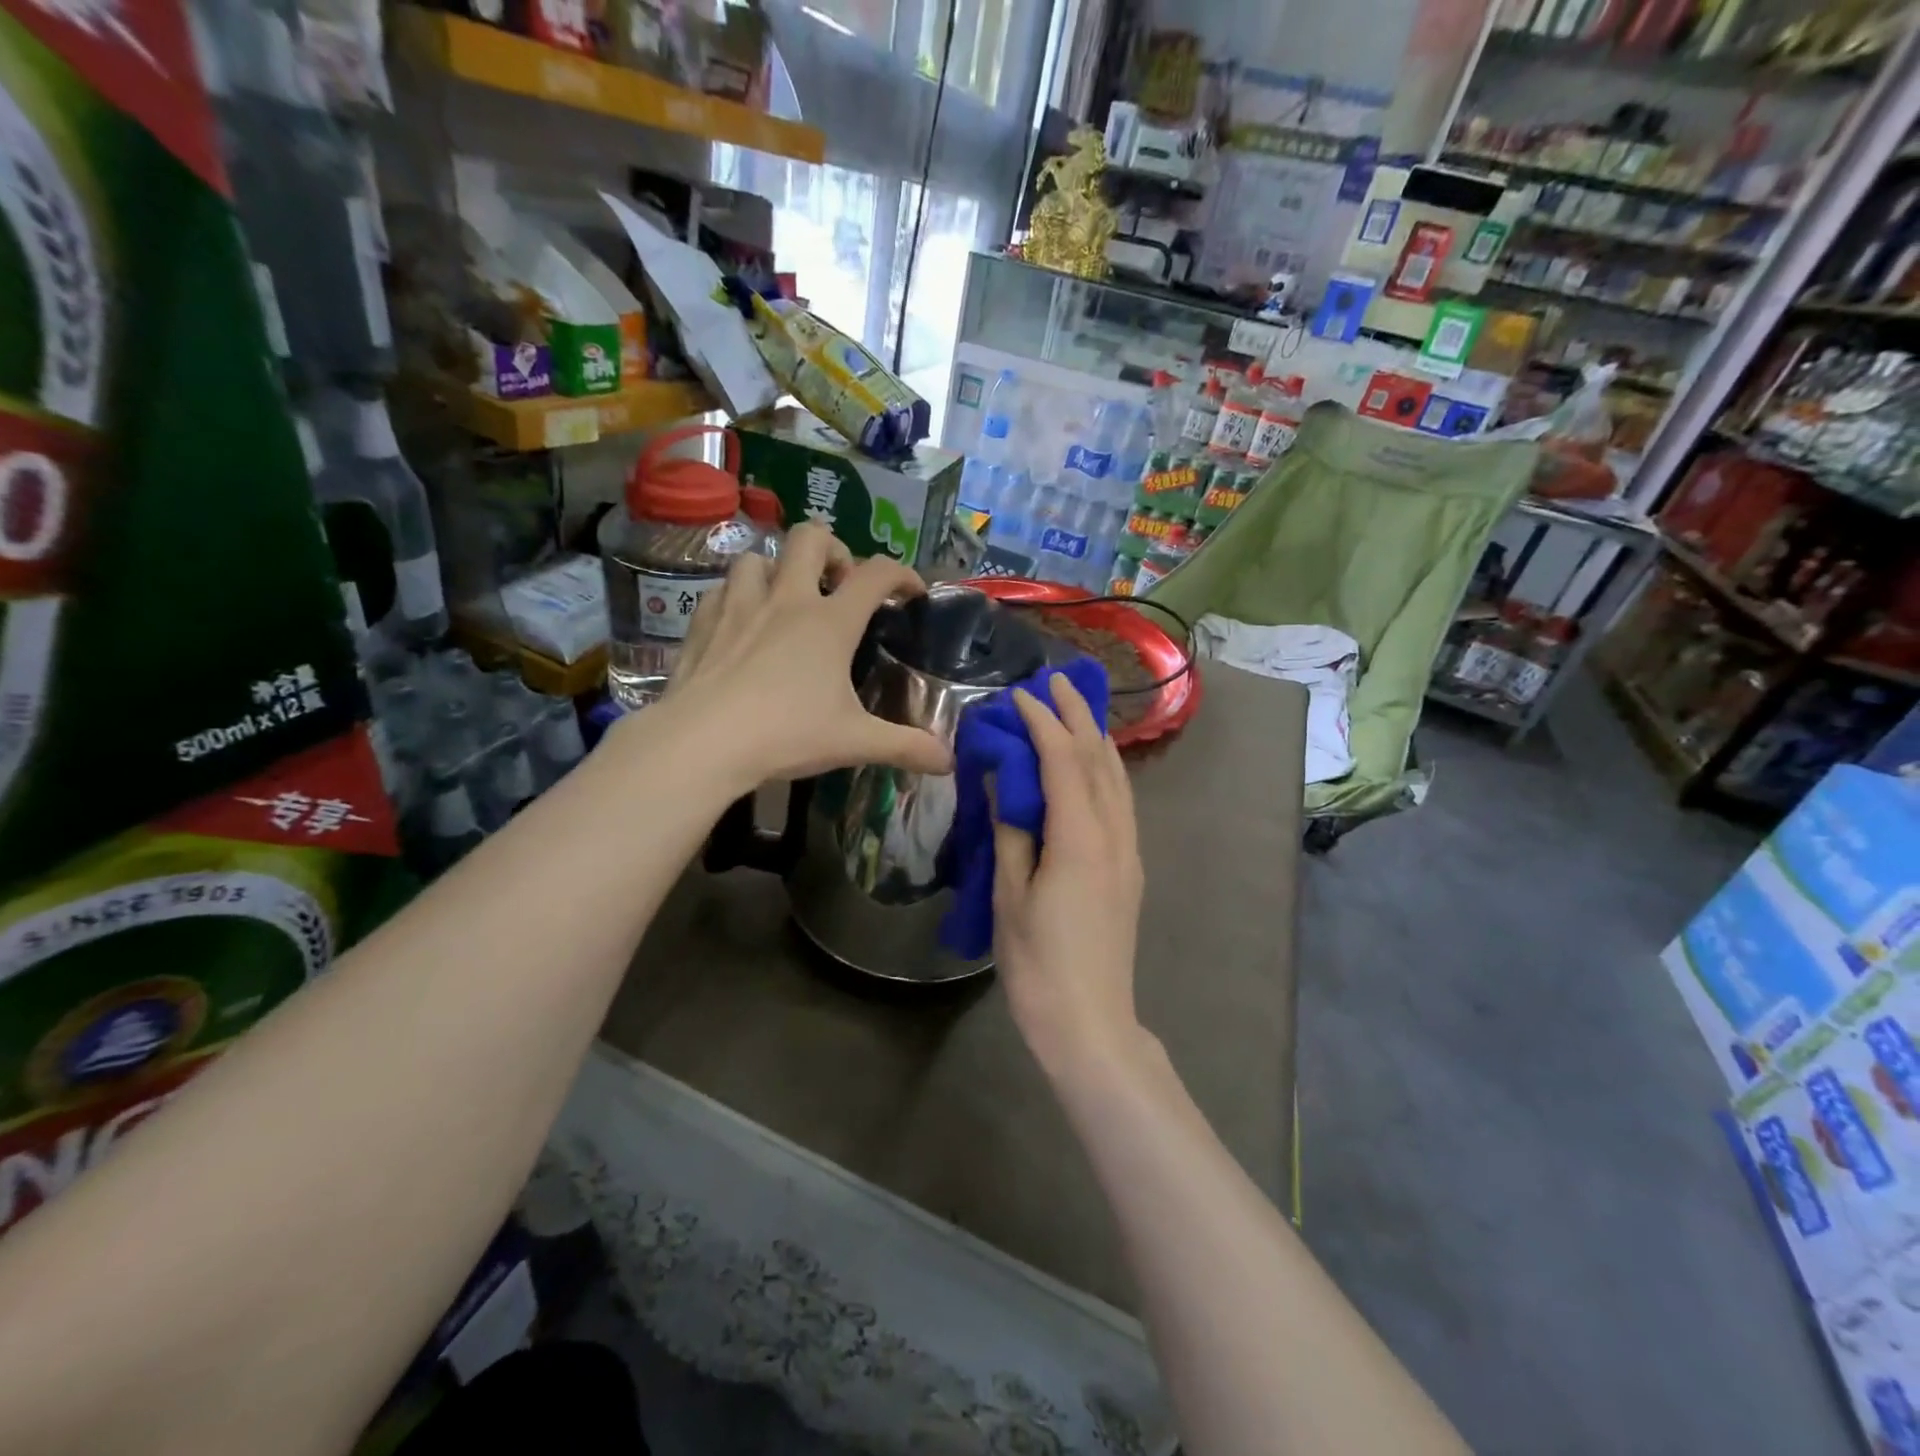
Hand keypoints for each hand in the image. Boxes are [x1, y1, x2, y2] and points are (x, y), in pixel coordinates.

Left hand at [655, 522, 952, 787]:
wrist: (702, 743)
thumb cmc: (786, 734)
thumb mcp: (854, 742)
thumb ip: (905, 747)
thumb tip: (949, 762)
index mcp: (830, 622)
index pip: (877, 573)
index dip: (902, 573)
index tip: (911, 592)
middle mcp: (787, 600)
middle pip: (811, 537)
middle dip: (833, 549)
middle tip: (839, 584)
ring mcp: (739, 606)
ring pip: (758, 557)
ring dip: (778, 569)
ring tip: (786, 599)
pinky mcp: (703, 622)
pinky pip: (722, 589)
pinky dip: (737, 596)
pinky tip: (741, 622)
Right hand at [993, 672, 1145, 1076]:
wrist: (1091, 1024)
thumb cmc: (1039, 965)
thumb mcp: (1010, 897)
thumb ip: (1011, 834)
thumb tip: (1003, 785)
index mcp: (1081, 840)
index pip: (1064, 762)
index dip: (1043, 724)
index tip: (1020, 696)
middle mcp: (1114, 836)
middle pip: (1100, 761)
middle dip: (1078, 717)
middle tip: (1055, 683)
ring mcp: (1129, 853)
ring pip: (1118, 780)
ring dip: (1096, 740)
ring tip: (1075, 711)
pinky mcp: (1130, 869)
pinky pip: (1121, 802)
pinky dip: (1105, 771)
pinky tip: (1091, 767)